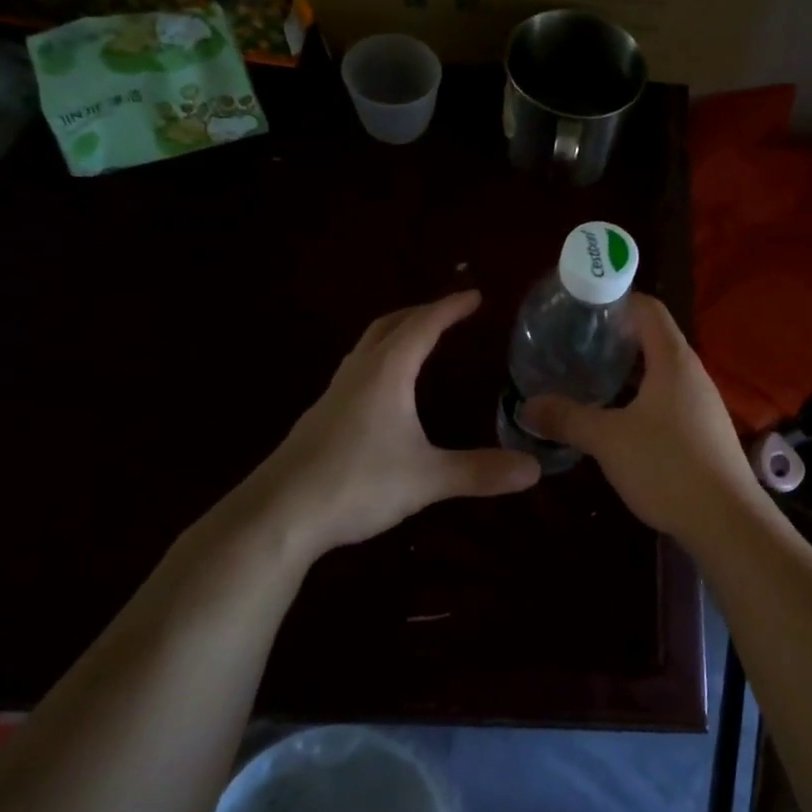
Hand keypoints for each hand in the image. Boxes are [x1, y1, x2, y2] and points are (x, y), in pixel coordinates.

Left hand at [240, 291, 539, 560]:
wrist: (277, 515)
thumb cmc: (355, 484)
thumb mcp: (426, 479)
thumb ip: (479, 472)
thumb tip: (534, 469)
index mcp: (386, 373)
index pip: (423, 326)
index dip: (451, 308)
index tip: (476, 296)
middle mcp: (358, 373)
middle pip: (389, 326)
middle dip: (421, 313)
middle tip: (450, 312)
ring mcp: (334, 394)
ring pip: (367, 347)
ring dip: (396, 333)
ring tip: (420, 341)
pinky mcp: (321, 418)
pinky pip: (357, 371)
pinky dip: (380, 361)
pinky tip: (386, 392)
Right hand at [523, 295, 763, 547]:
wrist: (727, 521)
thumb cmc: (667, 466)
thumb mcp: (608, 440)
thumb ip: (567, 418)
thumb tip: (527, 406)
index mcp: (673, 359)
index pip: (647, 307)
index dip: (614, 300)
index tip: (579, 309)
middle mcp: (692, 373)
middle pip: (652, 337)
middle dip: (613, 338)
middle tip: (573, 346)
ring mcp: (702, 403)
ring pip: (659, 372)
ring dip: (626, 372)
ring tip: (588, 380)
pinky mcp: (703, 430)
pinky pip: (667, 399)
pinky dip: (640, 398)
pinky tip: (616, 419)